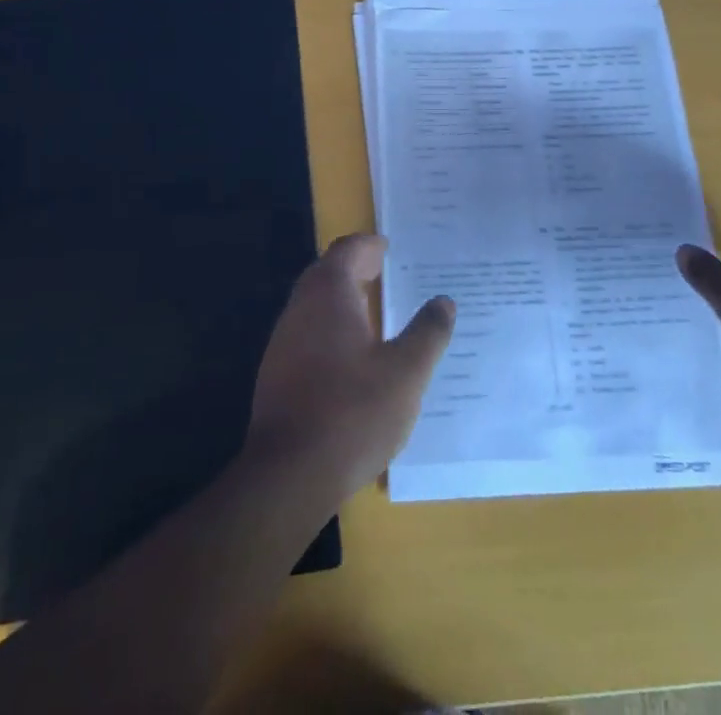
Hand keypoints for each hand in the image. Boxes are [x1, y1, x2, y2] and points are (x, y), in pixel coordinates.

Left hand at [245, 233, 454, 502]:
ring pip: (314, 304)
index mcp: (329, 294)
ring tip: (373, 311)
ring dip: (341, 299)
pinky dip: (330, 327)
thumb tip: (443, 301)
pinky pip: (307, 332)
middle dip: (354, 268)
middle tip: (383, 272)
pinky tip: (350, 355)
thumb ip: (427, 333)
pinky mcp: (277, 373)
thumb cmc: (352, 412)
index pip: (346, 251)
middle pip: (326, 273)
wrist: (288, 474)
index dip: (368, 245)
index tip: (387, 247)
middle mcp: (301, 308)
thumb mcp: (406, 373)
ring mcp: (283, 341)